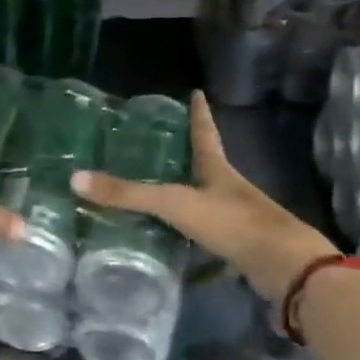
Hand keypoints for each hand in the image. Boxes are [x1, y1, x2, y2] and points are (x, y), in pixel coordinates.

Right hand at [72, 91, 338, 303]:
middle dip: (188, 154)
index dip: (198, 113)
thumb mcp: (175, 204)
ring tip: (159, 194)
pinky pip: (209, 236)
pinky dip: (191, 238)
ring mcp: (237, 218)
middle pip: (206, 165)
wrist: (284, 266)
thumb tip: (75, 179)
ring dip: (188, 196)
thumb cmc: (232, 222)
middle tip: (162, 144)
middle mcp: (229, 188)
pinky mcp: (239, 247)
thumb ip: (129, 195)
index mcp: (217, 169)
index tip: (196, 92)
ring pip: (207, 201)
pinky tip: (175, 247)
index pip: (204, 132)